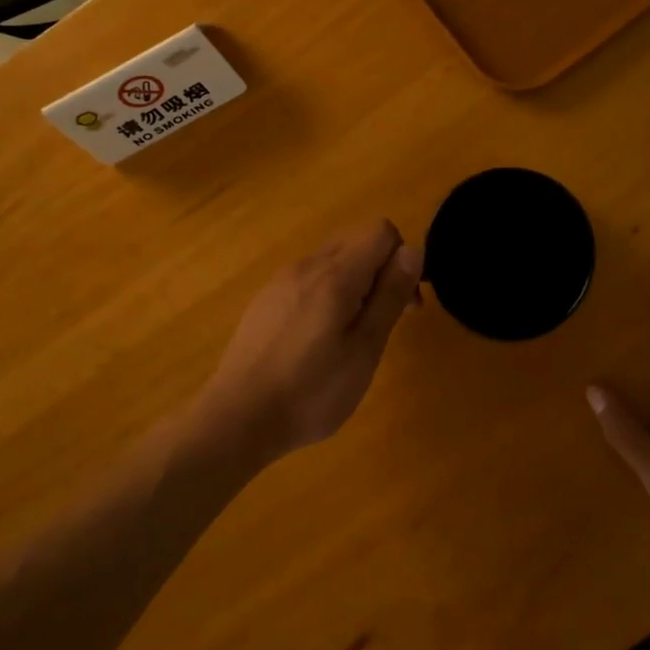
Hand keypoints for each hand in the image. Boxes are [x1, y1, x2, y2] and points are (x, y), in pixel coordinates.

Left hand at [201, 221, 422, 461]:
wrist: (237, 418)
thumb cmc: (311, 390)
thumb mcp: (364, 349)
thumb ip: (389, 296)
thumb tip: (413, 252)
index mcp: (334, 274)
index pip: (381, 231)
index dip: (402, 259)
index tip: (404, 303)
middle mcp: (306, 265)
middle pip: (356, 241)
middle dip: (380, 270)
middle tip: (384, 321)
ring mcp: (280, 281)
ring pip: (331, 261)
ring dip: (354, 284)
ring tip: (351, 337)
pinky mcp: (265, 301)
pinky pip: (308, 280)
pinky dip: (327, 295)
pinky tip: (317, 342)